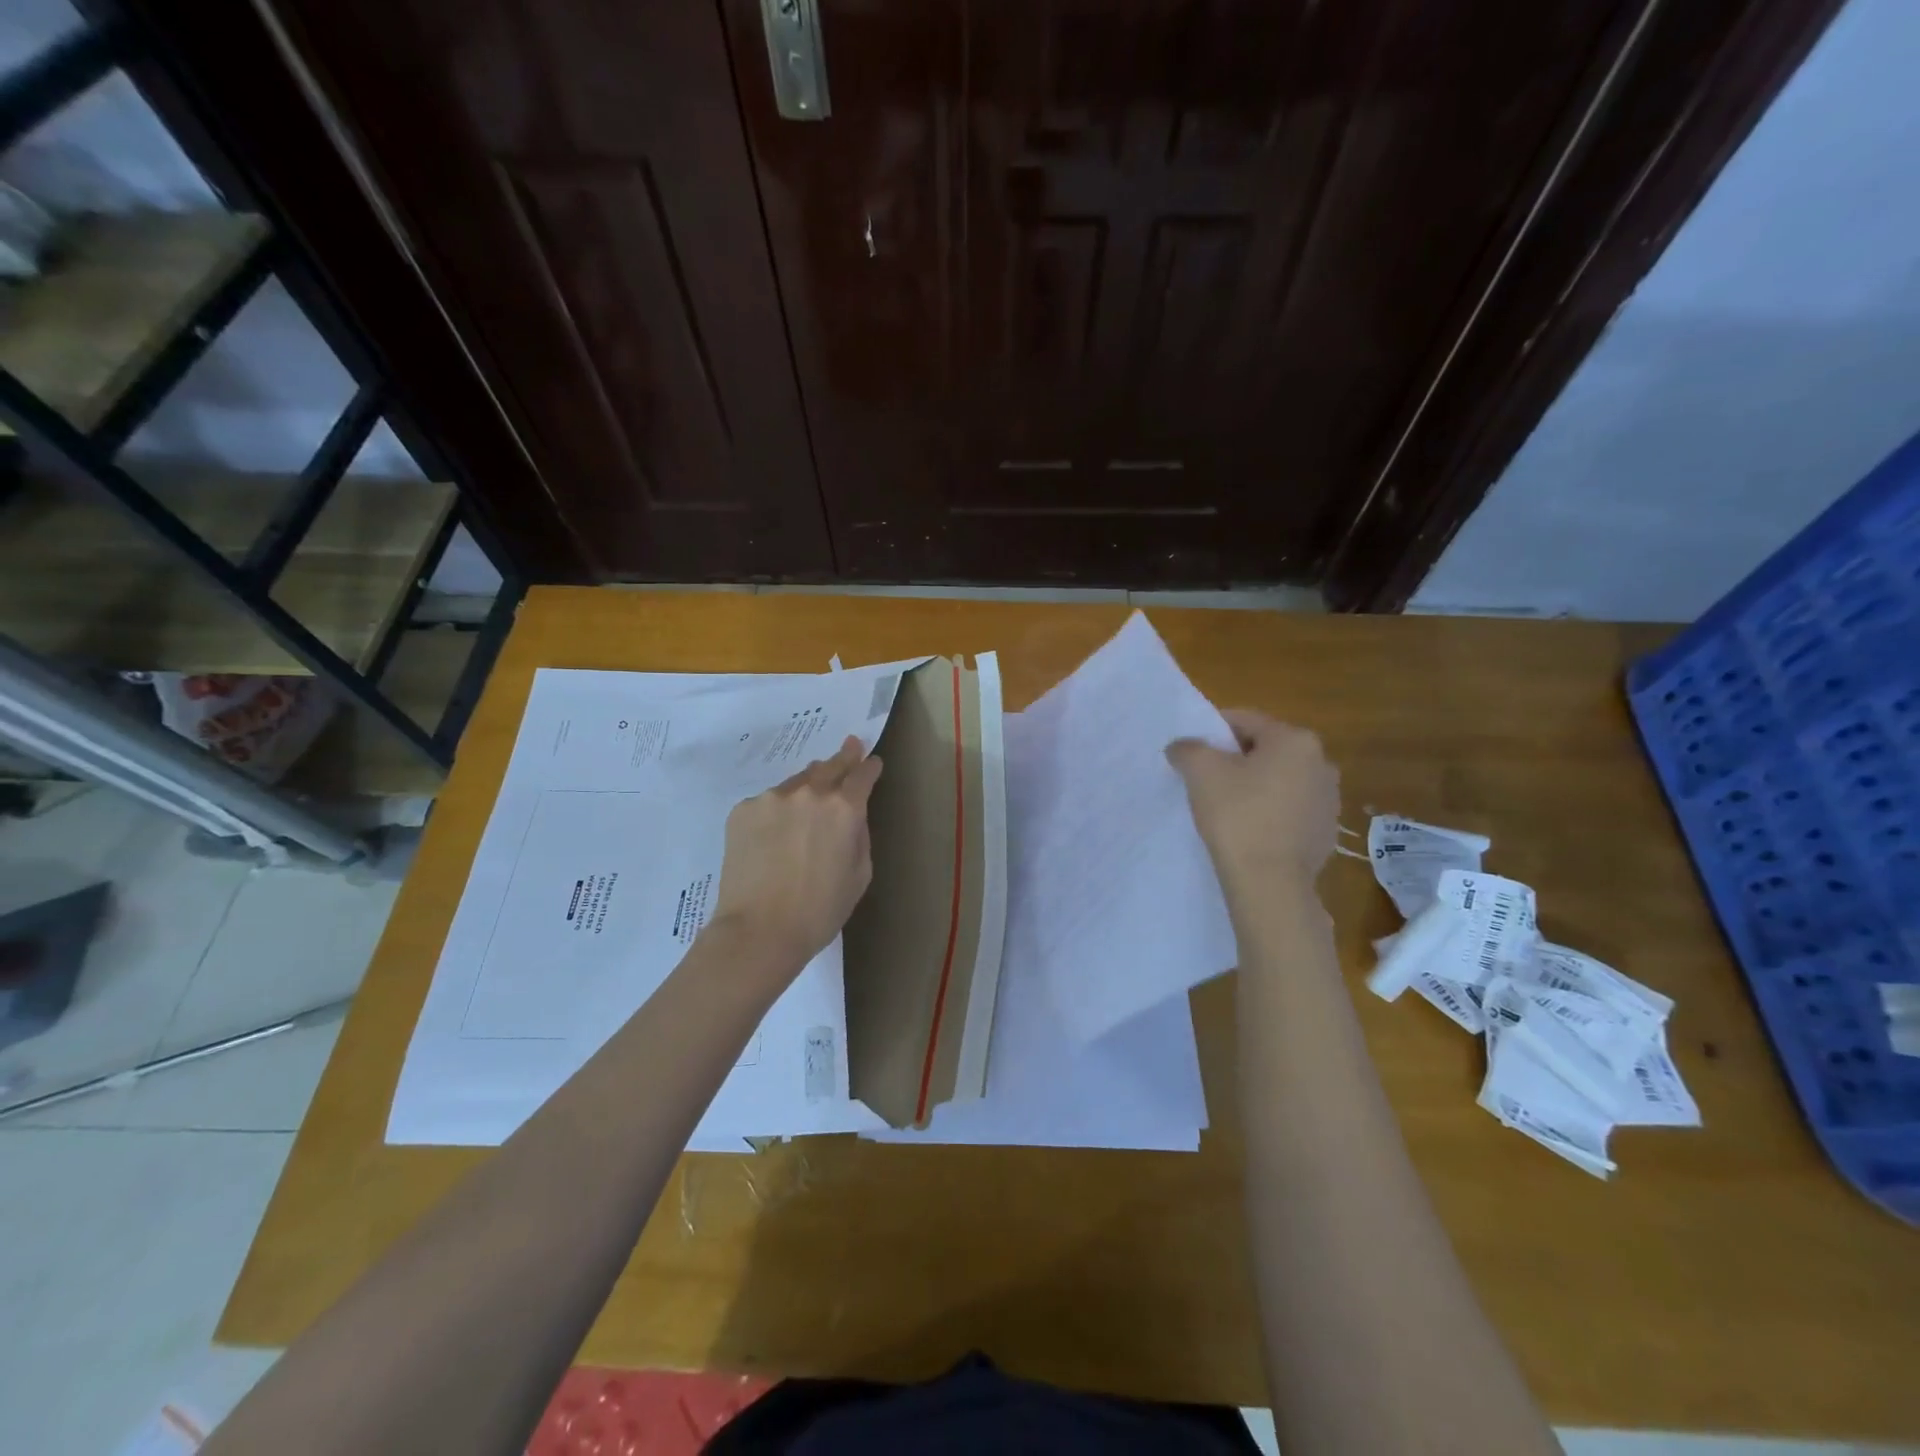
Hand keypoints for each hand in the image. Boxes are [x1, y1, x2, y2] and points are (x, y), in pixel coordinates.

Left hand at [708, 737, 883, 980]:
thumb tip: (851, 816)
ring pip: (797, 782)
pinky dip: (777, 810)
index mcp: (844, 808)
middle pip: (831, 765)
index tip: (872, 762)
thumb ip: (859, 835)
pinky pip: (768, 802)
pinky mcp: (743, 810)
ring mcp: (772, 798)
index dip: (870, 767)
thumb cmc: (820, 910)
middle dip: (844, 757)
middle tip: (850, 746)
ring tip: (810, 797)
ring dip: (808, 785)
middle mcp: (809, 793)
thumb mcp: (860, 874)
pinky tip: (775, 833)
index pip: (862, 775)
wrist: (759, 931)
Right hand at [1166, 710, 1338, 891]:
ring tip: (1226, 806)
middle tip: (1205, 778)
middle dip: (1235, 759)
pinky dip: (1269, 811)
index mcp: (1295, 740)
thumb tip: (1182, 746)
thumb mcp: (1200, 772)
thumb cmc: (1237, 815)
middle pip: (1265, 749)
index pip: (1245, 720)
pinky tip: (1248, 829)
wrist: (1270, 883)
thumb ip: (1188, 748)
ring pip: (1279, 779)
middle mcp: (1321, 762)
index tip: (1192, 750)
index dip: (1213, 730)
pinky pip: (1290, 809)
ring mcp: (1329, 799)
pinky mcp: (1326, 831)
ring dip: (1254, 785)